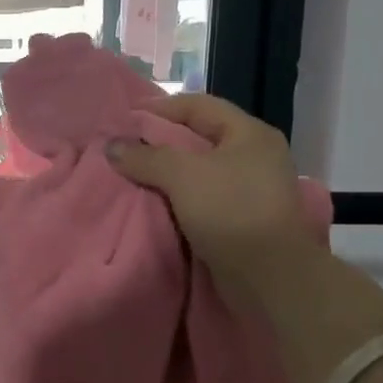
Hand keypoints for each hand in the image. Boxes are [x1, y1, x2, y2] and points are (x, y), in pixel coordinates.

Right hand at [107, 93, 321, 307]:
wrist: (271, 277)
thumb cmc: (231, 211)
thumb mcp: (182, 175)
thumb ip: (145, 157)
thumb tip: (112, 146)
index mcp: (250, 133)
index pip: (199, 106)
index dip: (161, 107)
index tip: (127, 116)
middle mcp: (256, 155)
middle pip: (200, 137)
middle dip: (161, 140)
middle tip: (127, 145)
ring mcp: (253, 188)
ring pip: (201, 169)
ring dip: (169, 171)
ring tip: (135, 173)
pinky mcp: (246, 217)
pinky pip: (205, 196)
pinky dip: (180, 196)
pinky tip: (156, 201)